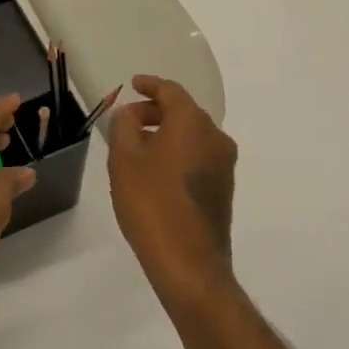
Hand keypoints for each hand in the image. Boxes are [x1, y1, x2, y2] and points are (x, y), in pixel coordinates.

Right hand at [107, 75, 238, 304]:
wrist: (190, 265)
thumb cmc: (152, 203)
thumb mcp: (124, 158)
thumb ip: (124, 124)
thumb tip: (130, 113)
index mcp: (192, 123)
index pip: (171, 91)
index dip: (150, 85)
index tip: (133, 83)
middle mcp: (215, 137)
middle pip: (184, 112)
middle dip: (155, 111)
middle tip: (128, 120)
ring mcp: (224, 165)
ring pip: (192, 135)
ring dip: (166, 134)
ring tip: (138, 147)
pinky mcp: (224, 190)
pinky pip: (198, 156)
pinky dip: (178, 153)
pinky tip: (156, 171)